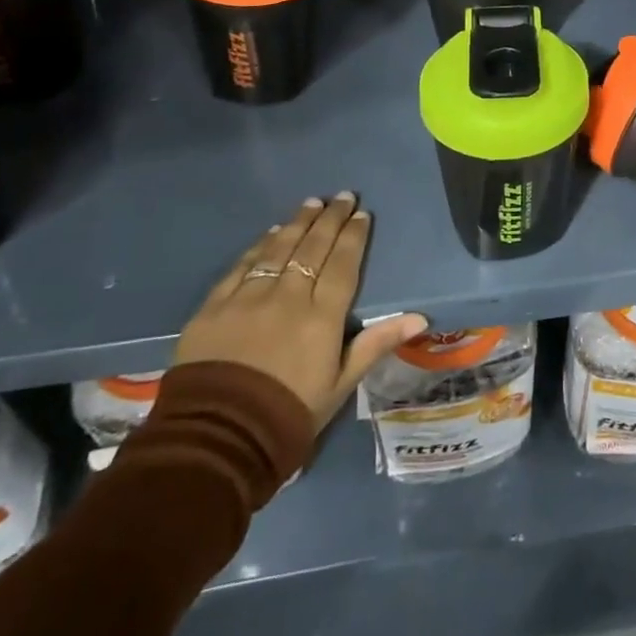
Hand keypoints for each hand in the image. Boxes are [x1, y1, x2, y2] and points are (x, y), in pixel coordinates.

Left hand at [176, 194, 427, 429]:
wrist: (218, 439)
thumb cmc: (289, 413)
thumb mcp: (341, 384)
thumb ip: (376, 343)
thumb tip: (420, 317)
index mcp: (322, 316)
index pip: (343, 264)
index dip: (354, 236)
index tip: (362, 214)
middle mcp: (288, 296)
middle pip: (313, 247)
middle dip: (330, 218)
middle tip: (343, 196)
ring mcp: (248, 298)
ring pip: (279, 248)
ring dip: (298, 222)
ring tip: (312, 202)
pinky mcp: (214, 306)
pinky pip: (241, 266)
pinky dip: (259, 246)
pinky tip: (270, 233)